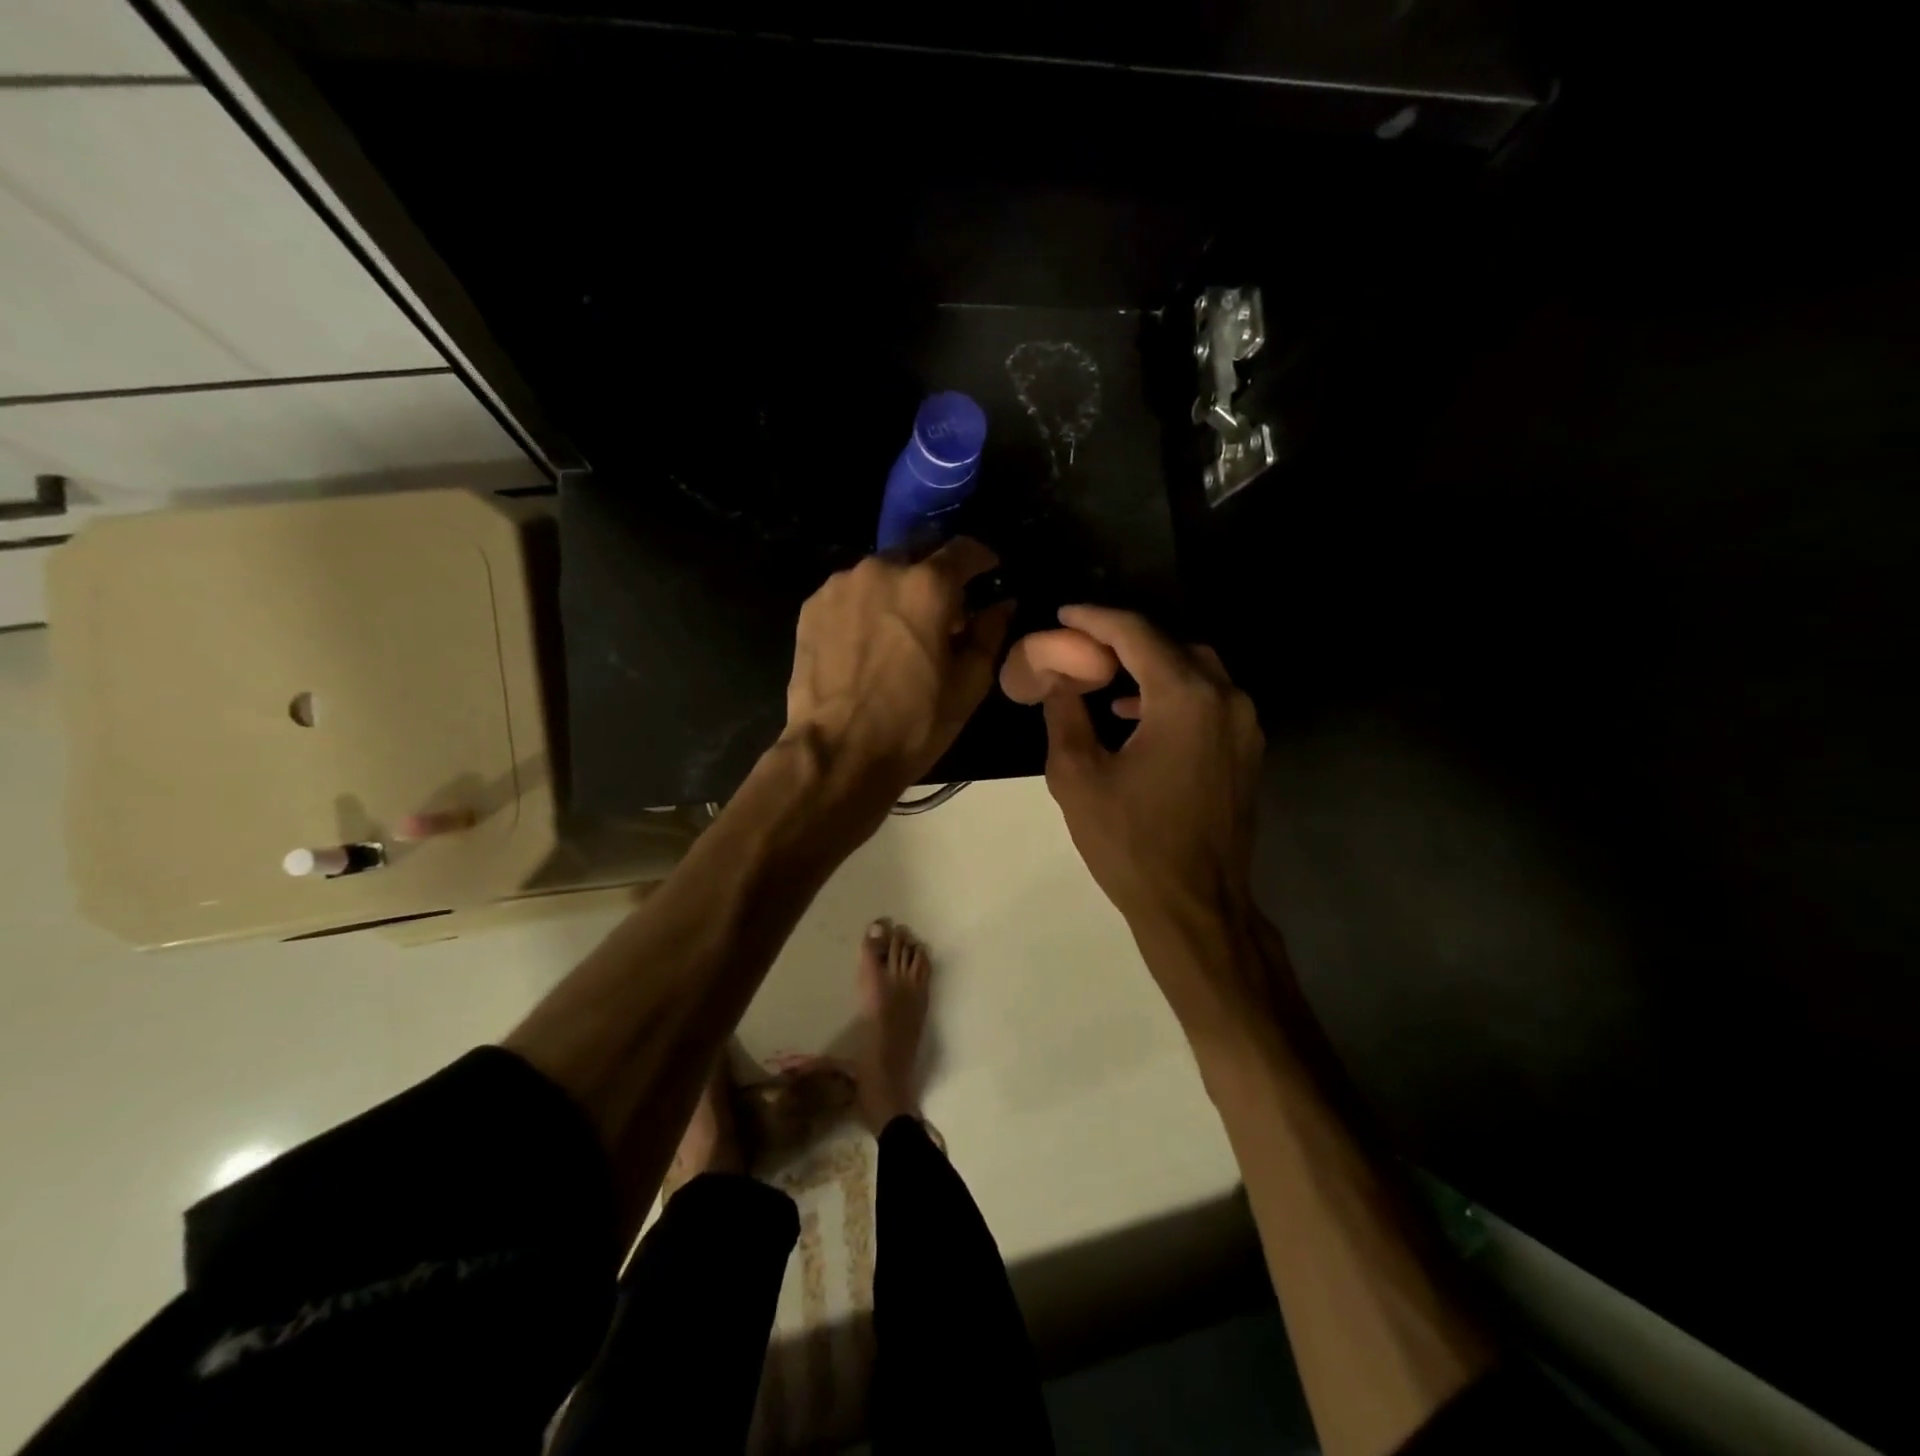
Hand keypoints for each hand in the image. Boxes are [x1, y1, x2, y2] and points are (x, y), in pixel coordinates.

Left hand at [783, 538, 1014, 811]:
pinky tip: (867, 640)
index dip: (982, 558)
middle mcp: (881, 569)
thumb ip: (990, 633)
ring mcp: (840, 585)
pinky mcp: (812, 606)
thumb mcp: (968, 684)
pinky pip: (850, 592)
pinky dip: (865, 605)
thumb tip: (1002, 604)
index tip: (989, 571)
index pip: (964, 548)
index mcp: (927, 585)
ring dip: (897, 589)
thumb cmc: (913, 722)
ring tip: (900, 627)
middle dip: (935, 572)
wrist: (836, 751)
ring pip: (880, 572)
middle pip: (918, 552)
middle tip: (943, 608)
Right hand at [1040, 603, 1265, 956]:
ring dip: (1151, 666)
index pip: (1137, 634)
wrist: (1196, 907)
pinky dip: (1174, 693)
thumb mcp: (1077, 775)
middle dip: (1125, 639)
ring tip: (1106, 680)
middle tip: (1082, 646)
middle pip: (1172, 645)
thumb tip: (1058, 676)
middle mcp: (1226, 698)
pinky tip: (1139, 716)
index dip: (1095, 619)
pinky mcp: (1247, 751)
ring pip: (1197, 670)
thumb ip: (1065, 712)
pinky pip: (1210, 700)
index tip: (1064, 614)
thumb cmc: (1131, 843)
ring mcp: (1245, 726)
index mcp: (1185, 697)